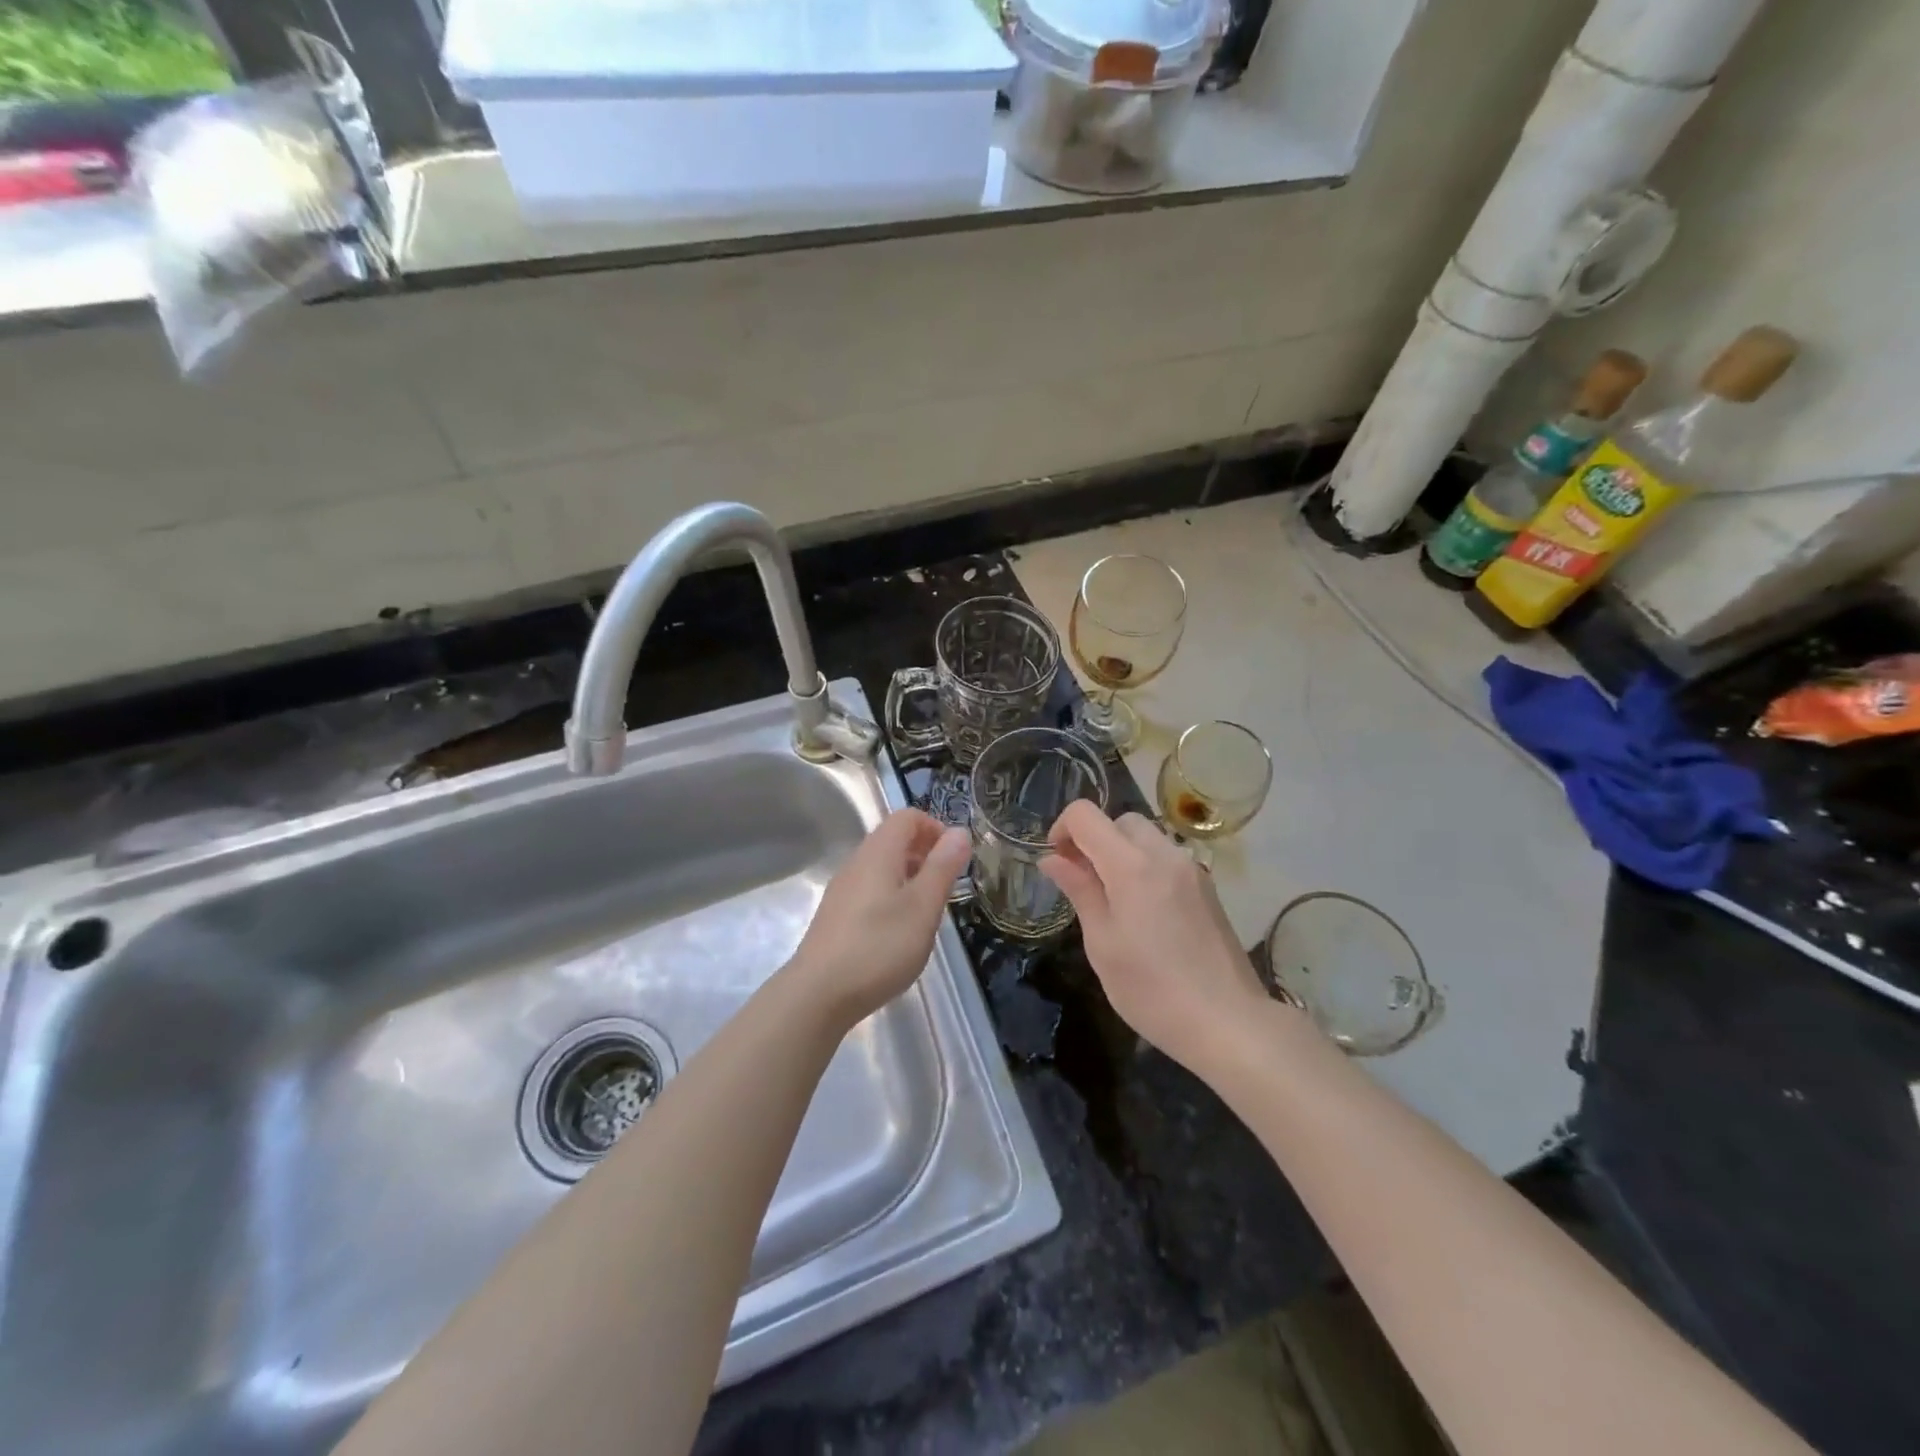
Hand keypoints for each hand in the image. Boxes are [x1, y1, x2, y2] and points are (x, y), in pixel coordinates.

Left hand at [787, 808, 971, 1027]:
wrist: (818, 994)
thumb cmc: (879, 947)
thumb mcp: (923, 907)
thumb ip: (942, 867)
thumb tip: (959, 831)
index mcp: (878, 853)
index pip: (907, 817)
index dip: (935, 828)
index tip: (954, 859)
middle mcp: (856, 863)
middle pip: (893, 839)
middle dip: (925, 853)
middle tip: (946, 886)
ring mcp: (842, 890)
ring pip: (882, 867)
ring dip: (910, 877)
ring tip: (927, 912)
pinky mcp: (836, 916)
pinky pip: (870, 890)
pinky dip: (892, 897)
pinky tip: (899, 933)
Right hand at [1040, 802, 1268, 1074]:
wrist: (1228, 1022)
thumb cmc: (1152, 989)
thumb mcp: (1102, 943)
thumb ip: (1079, 891)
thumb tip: (1053, 859)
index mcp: (1132, 865)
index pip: (1086, 815)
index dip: (1062, 829)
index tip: (1058, 863)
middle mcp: (1165, 854)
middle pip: (1120, 821)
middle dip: (1094, 840)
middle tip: (1083, 883)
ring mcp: (1191, 870)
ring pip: (1146, 838)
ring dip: (1120, 854)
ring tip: (1112, 901)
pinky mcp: (1207, 888)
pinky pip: (1166, 859)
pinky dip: (1145, 868)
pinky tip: (1144, 914)